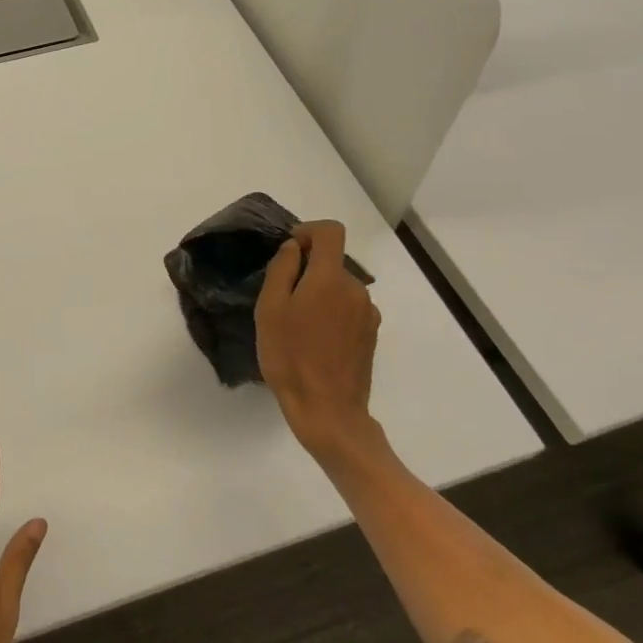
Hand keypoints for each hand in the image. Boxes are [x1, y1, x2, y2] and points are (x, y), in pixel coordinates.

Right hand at [255, 221, 384, 461]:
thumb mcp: (270, 309)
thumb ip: (282, 269)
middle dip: (308, 270)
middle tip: (281, 298)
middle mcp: (357, 289)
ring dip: (319, 294)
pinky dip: (331, 313)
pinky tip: (315, 340)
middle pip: (333, 262)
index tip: (290, 250)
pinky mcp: (371, 335)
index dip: (308, 231)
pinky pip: (349, 309)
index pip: (331, 232)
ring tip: (297, 325)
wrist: (328, 411)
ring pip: (340, 287)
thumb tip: (294, 248)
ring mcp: (368, 313)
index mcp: (331, 278)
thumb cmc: (290, 357)